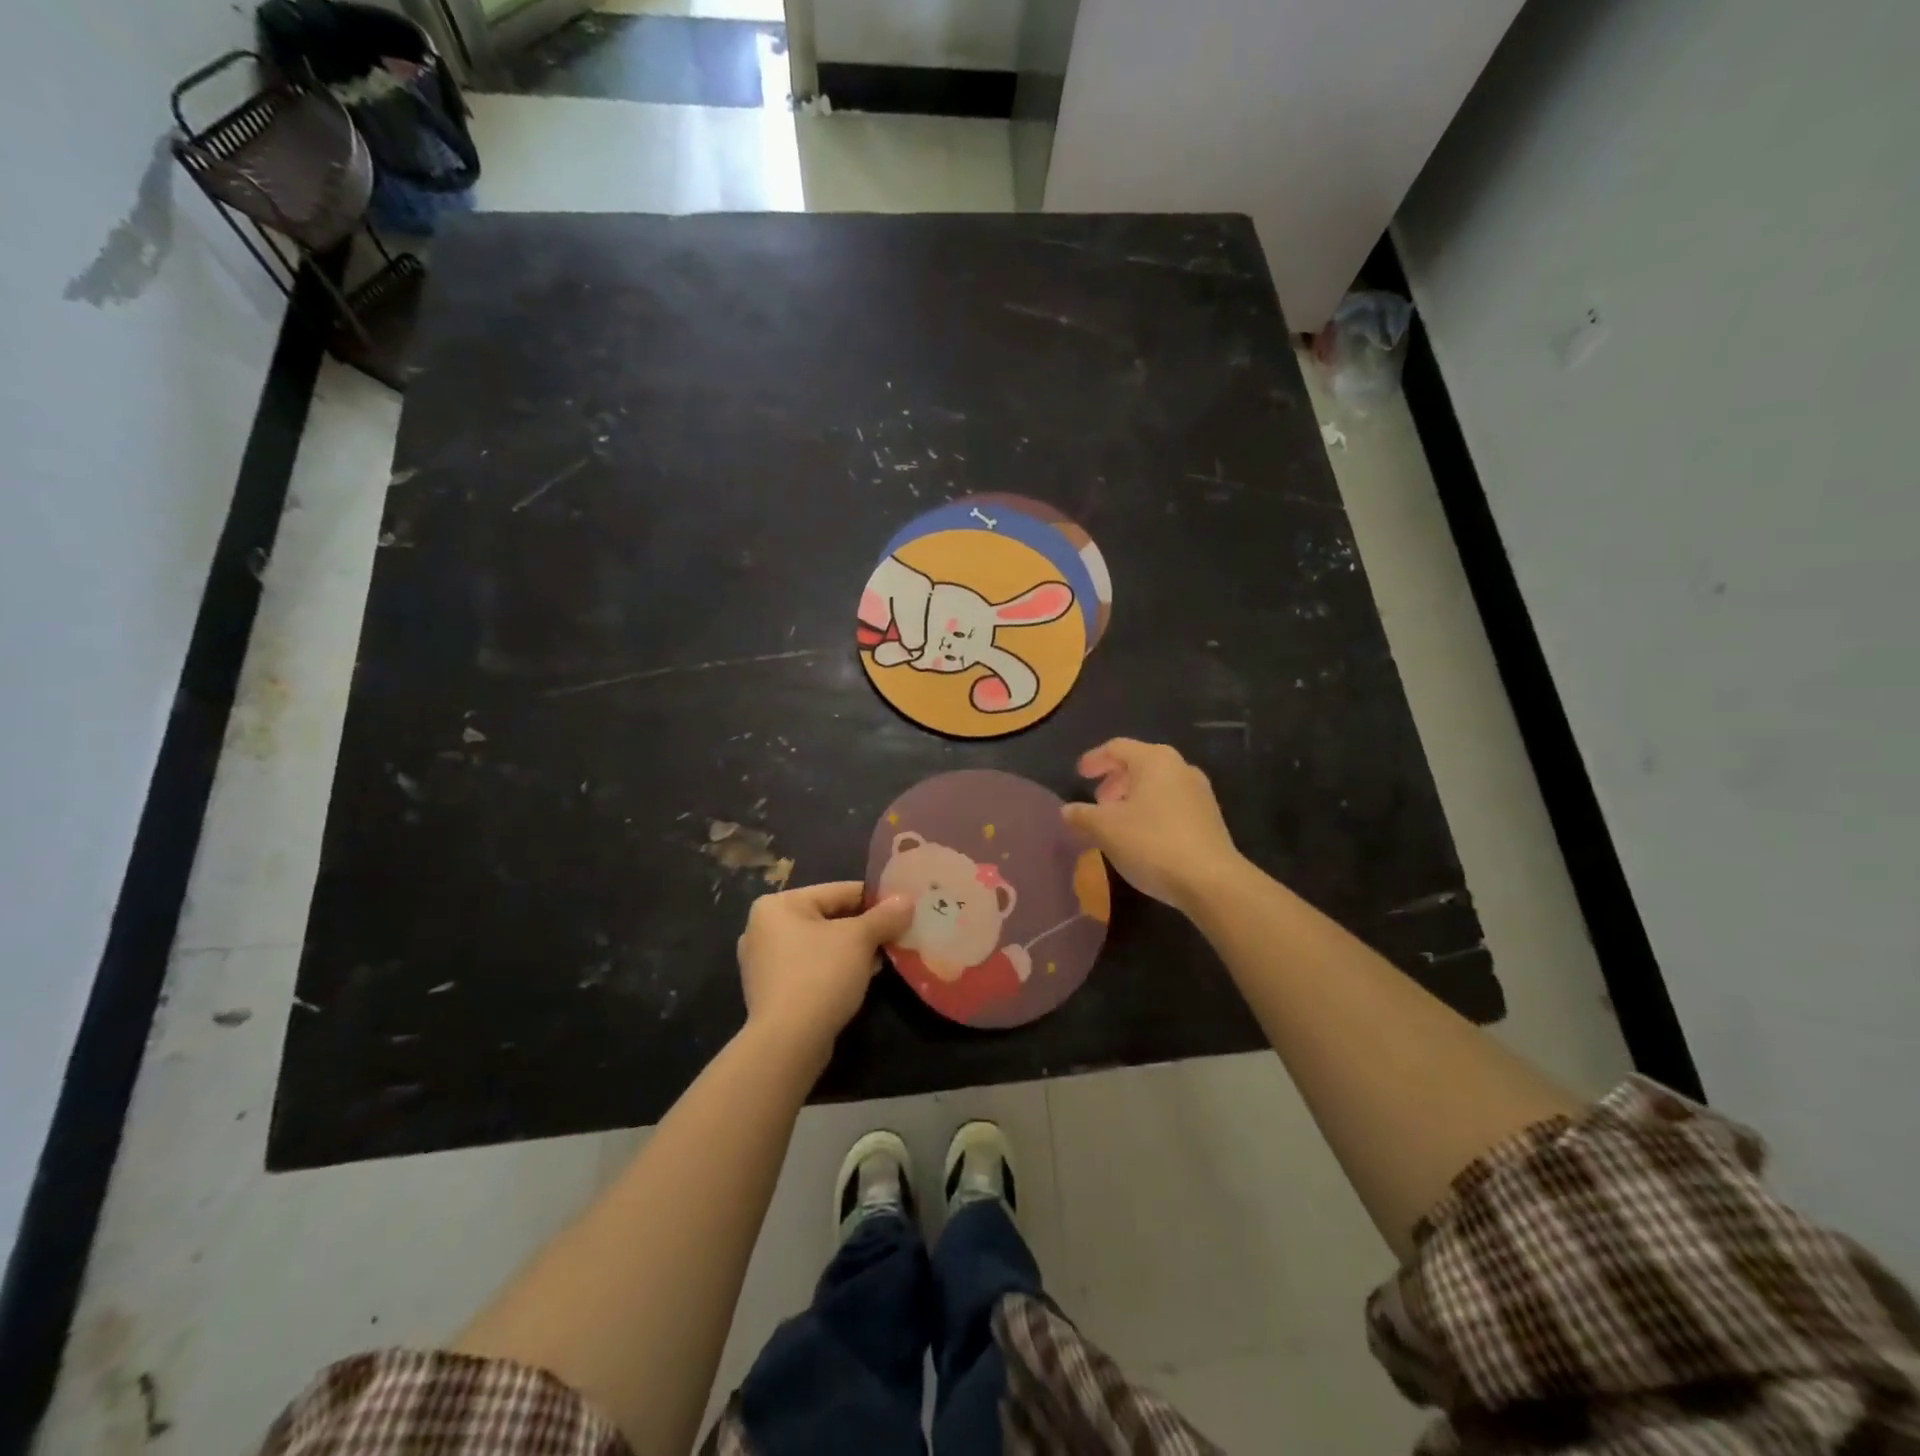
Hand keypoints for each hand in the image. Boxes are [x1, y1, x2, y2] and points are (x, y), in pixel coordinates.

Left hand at [737, 882, 912, 1063]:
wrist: (788, 1043)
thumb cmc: (820, 976)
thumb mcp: (859, 939)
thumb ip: (885, 916)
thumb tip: (907, 900)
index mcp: (777, 905)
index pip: (837, 891)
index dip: (874, 899)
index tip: (902, 908)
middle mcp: (763, 929)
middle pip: (828, 918)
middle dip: (864, 928)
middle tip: (897, 934)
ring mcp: (764, 963)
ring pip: (821, 945)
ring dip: (852, 950)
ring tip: (885, 956)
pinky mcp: (772, 992)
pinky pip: (811, 969)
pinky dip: (836, 969)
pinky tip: (862, 978)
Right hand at [1062, 739, 1243, 911]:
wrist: (1210, 881)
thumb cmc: (1151, 843)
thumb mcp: (1106, 829)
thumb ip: (1082, 815)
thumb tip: (1067, 810)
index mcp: (1154, 759)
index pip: (1117, 747)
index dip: (1094, 760)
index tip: (1079, 775)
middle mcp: (1180, 767)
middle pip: (1139, 764)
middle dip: (1114, 780)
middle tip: (1098, 802)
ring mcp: (1199, 792)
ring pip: (1157, 785)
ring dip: (1132, 797)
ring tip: (1117, 822)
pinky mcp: (1209, 817)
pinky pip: (1171, 803)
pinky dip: (1151, 810)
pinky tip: (1141, 836)